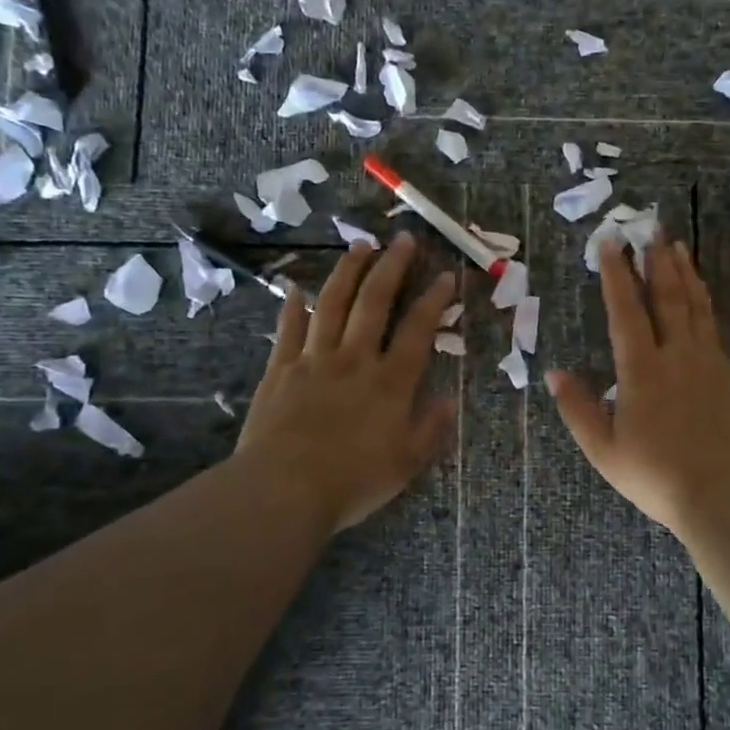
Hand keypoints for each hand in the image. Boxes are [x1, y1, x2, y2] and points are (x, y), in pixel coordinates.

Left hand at [233, 234, 456, 533]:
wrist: (284, 490)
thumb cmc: (352, 481)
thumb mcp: (406, 463)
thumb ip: (431, 428)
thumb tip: (449, 399)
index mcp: (391, 382)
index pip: (418, 330)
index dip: (434, 300)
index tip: (445, 274)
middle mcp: (355, 359)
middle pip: (375, 302)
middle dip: (391, 267)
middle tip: (402, 239)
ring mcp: (314, 360)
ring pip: (333, 304)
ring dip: (348, 272)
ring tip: (360, 245)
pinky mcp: (280, 369)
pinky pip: (289, 329)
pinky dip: (293, 306)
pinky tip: (295, 288)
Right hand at [548, 232, 729, 536]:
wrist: (728, 494)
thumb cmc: (658, 476)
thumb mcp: (605, 450)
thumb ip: (578, 409)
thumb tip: (555, 373)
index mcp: (642, 370)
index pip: (626, 310)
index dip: (616, 274)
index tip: (610, 242)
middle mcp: (676, 355)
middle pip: (666, 297)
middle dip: (655, 260)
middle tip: (650, 227)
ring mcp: (707, 362)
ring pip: (694, 305)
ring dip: (683, 273)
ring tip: (677, 246)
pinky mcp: (727, 375)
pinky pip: (711, 325)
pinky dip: (703, 301)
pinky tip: (701, 295)